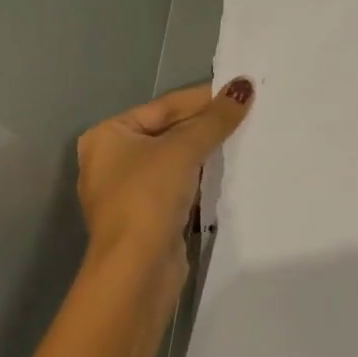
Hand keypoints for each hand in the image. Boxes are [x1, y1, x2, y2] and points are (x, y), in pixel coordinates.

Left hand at [75, 79, 253, 290]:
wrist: (136, 270)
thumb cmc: (148, 197)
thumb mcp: (184, 149)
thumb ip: (215, 119)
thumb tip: (244, 86)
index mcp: (108, 135)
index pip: (164, 106)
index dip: (204, 98)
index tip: (241, 90)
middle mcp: (112, 160)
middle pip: (169, 131)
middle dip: (207, 125)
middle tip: (249, 112)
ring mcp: (129, 191)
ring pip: (176, 160)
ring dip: (207, 152)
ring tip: (246, 137)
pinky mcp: (148, 217)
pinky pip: (179, 185)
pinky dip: (202, 177)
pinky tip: (230, 171)